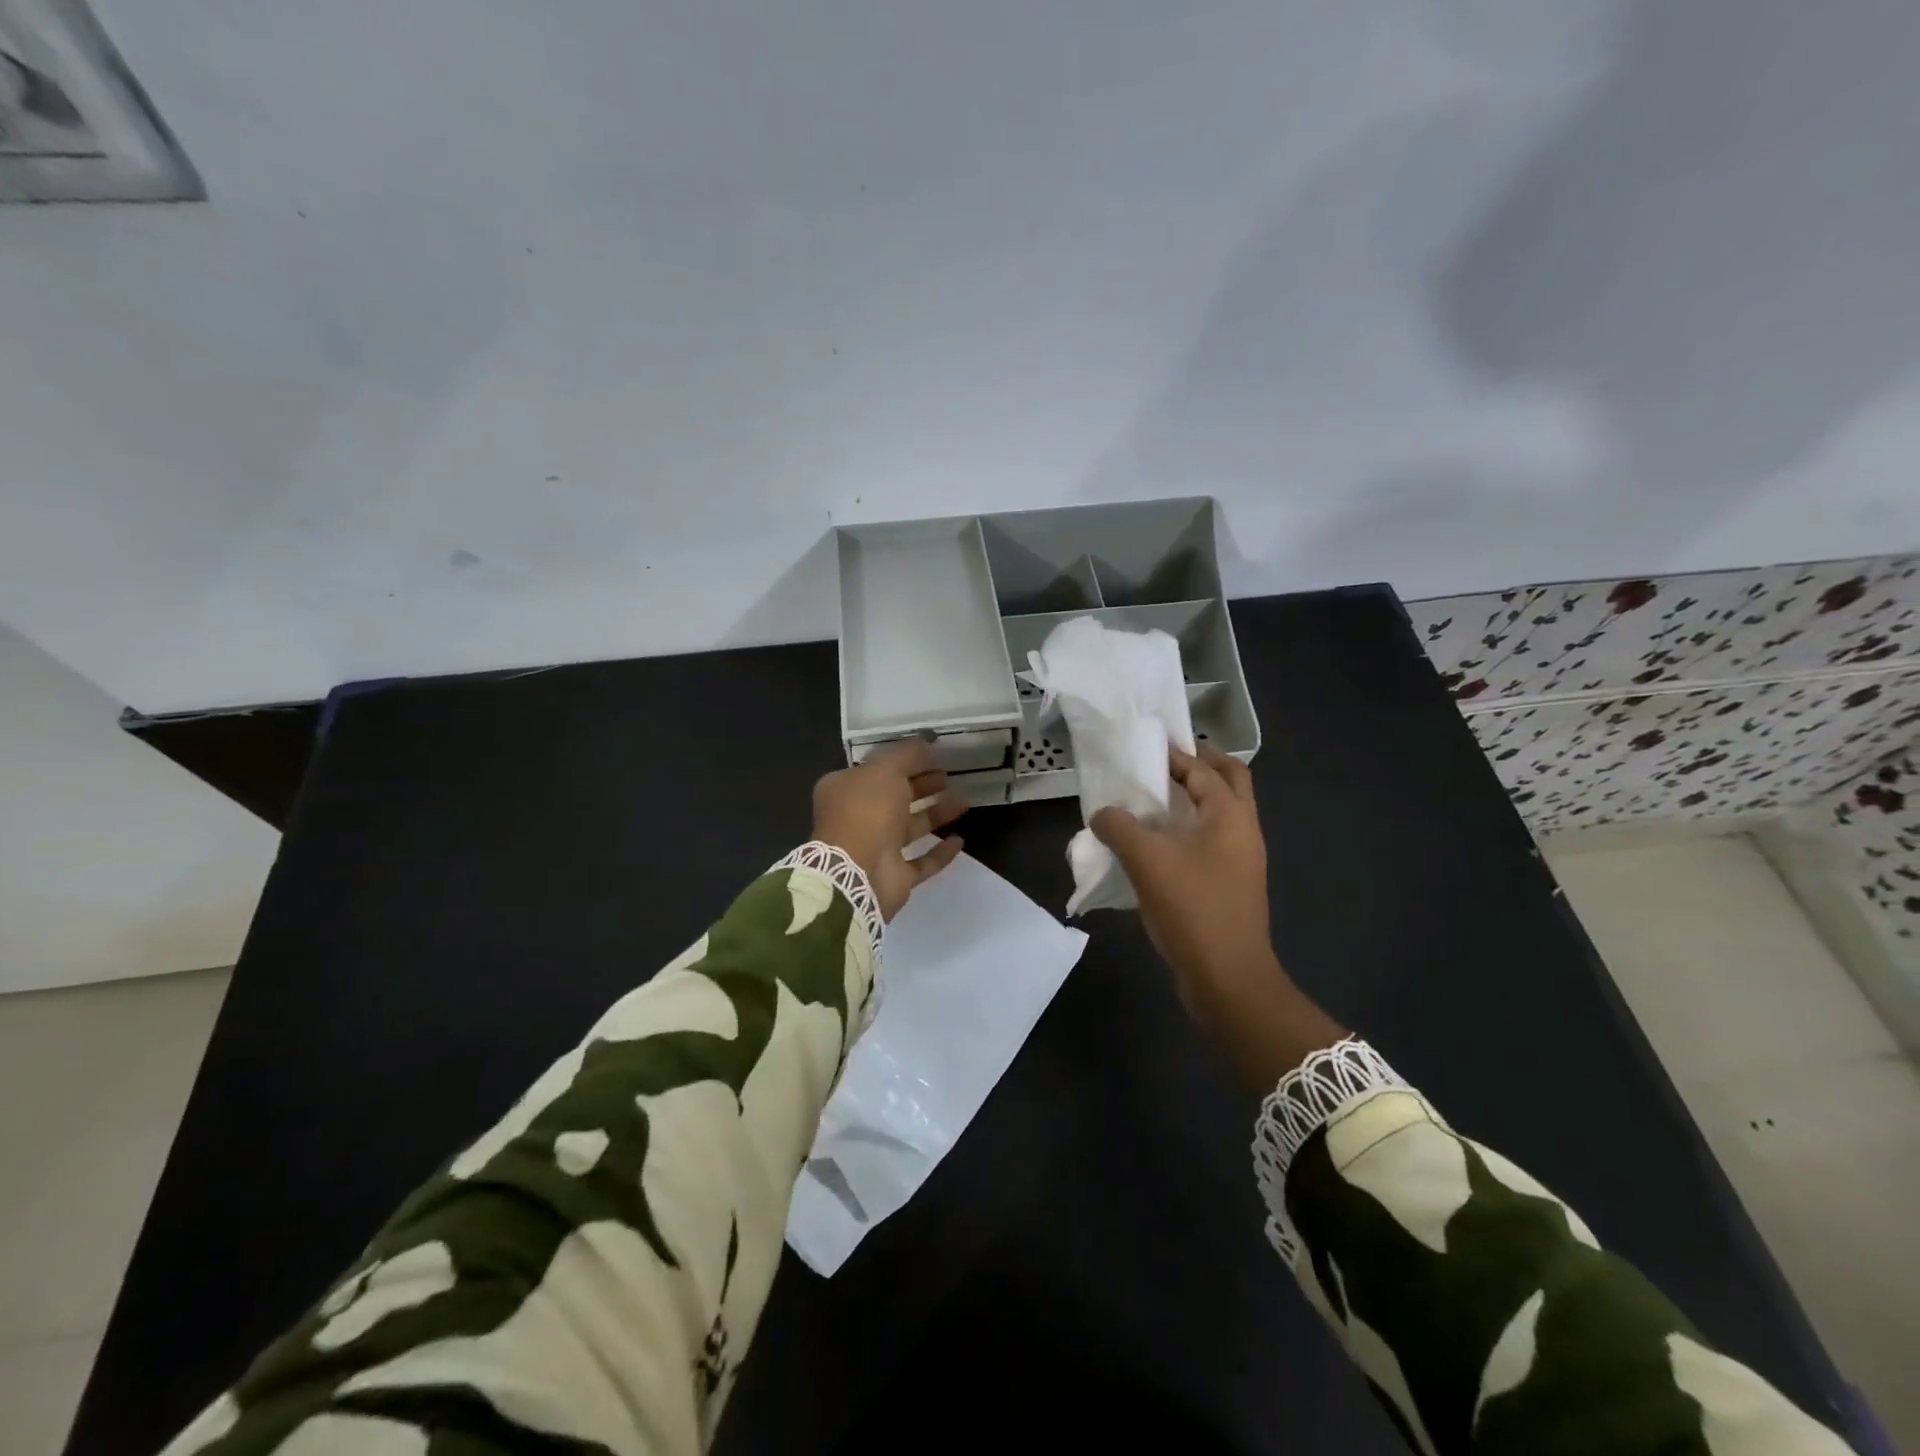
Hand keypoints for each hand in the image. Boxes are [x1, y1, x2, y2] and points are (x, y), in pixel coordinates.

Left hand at [812, 738, 966, 919]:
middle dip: (923, 785)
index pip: (877, 770)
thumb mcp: (886, 770)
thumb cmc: (866, 811)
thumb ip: (908, 754)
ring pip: (910, 827)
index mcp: (845, 789)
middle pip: (896, 797)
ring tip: (964, 801)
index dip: (905, 761)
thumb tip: (927, 739)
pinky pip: (921, 861)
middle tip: (949, 775)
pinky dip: (940, 851)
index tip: (933, 754)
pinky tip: (960, 839)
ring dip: (936, 814)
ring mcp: (876, 849)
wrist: (858, 872)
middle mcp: (857, 818)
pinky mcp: (894, 876)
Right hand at [1089, 744, 1275, 1021]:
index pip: (1204, 768)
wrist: (1227, 979)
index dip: (1174, 753)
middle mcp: (1243, 831)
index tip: (1143, 744)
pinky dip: (1185, 830)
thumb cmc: (1192, 908)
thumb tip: (1103, 813)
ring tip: (1150, 799)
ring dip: (1190, 799)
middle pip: (1227, 782)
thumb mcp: (1146, 860)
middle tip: (1160, 762)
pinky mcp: (1229, 886)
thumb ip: (1119, 826)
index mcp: (1231, 816)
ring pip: (1218, 814)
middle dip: (1197, 765)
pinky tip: (1153, 843)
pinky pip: (1208, 843)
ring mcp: (1239, 861)